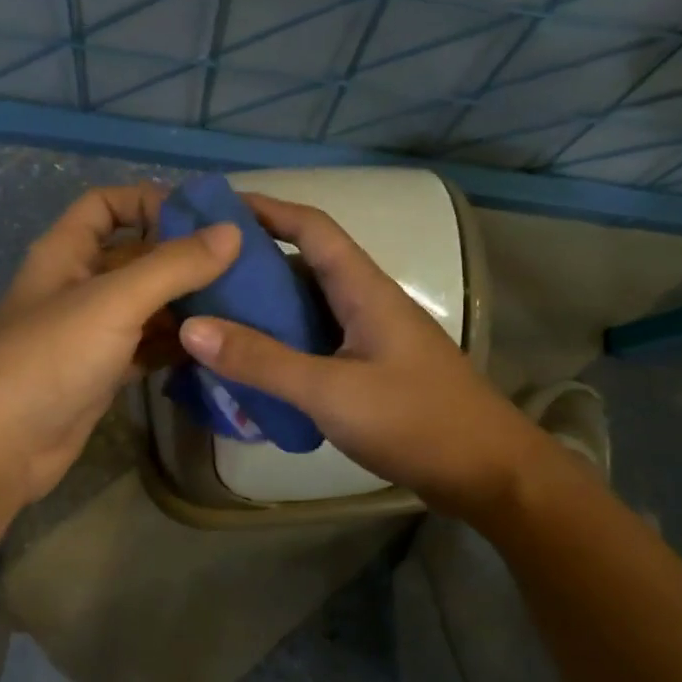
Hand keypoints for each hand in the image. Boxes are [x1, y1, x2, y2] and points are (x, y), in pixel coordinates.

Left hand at [0, 184, 240, 508]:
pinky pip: (146, 347)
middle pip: (135, 256)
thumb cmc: (50, 358)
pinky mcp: (102, 373)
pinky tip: (215, 346)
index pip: (106, 205)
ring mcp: (90, 332)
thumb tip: (233, 232)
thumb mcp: (114, 301)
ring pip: (145, 305)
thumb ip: (174, 266)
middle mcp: (78, 285)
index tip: (203, 218)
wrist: (2, 447)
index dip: (148, 201)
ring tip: (242, 305)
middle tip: (242, 265)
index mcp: (66, 252)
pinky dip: (175, 345)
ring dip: (185, 304)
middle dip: (182, 258)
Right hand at [177, 193, 530, 516]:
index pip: (312, 227)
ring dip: (265, 309)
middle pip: (304, 266)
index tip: (215, 208)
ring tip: (212, 318)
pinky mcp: (371, 373)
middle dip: (253, 264)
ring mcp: (371, 339)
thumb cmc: (415, 422)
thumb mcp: (331, 392)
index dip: (266, 209)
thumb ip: (263, 361)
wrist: (487, 473)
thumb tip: (193, 326)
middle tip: (197, 274)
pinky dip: (282, 348)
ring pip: (309, 309)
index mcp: (365, 290)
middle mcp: (368, 304)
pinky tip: (252, 368)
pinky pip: (316, 345)